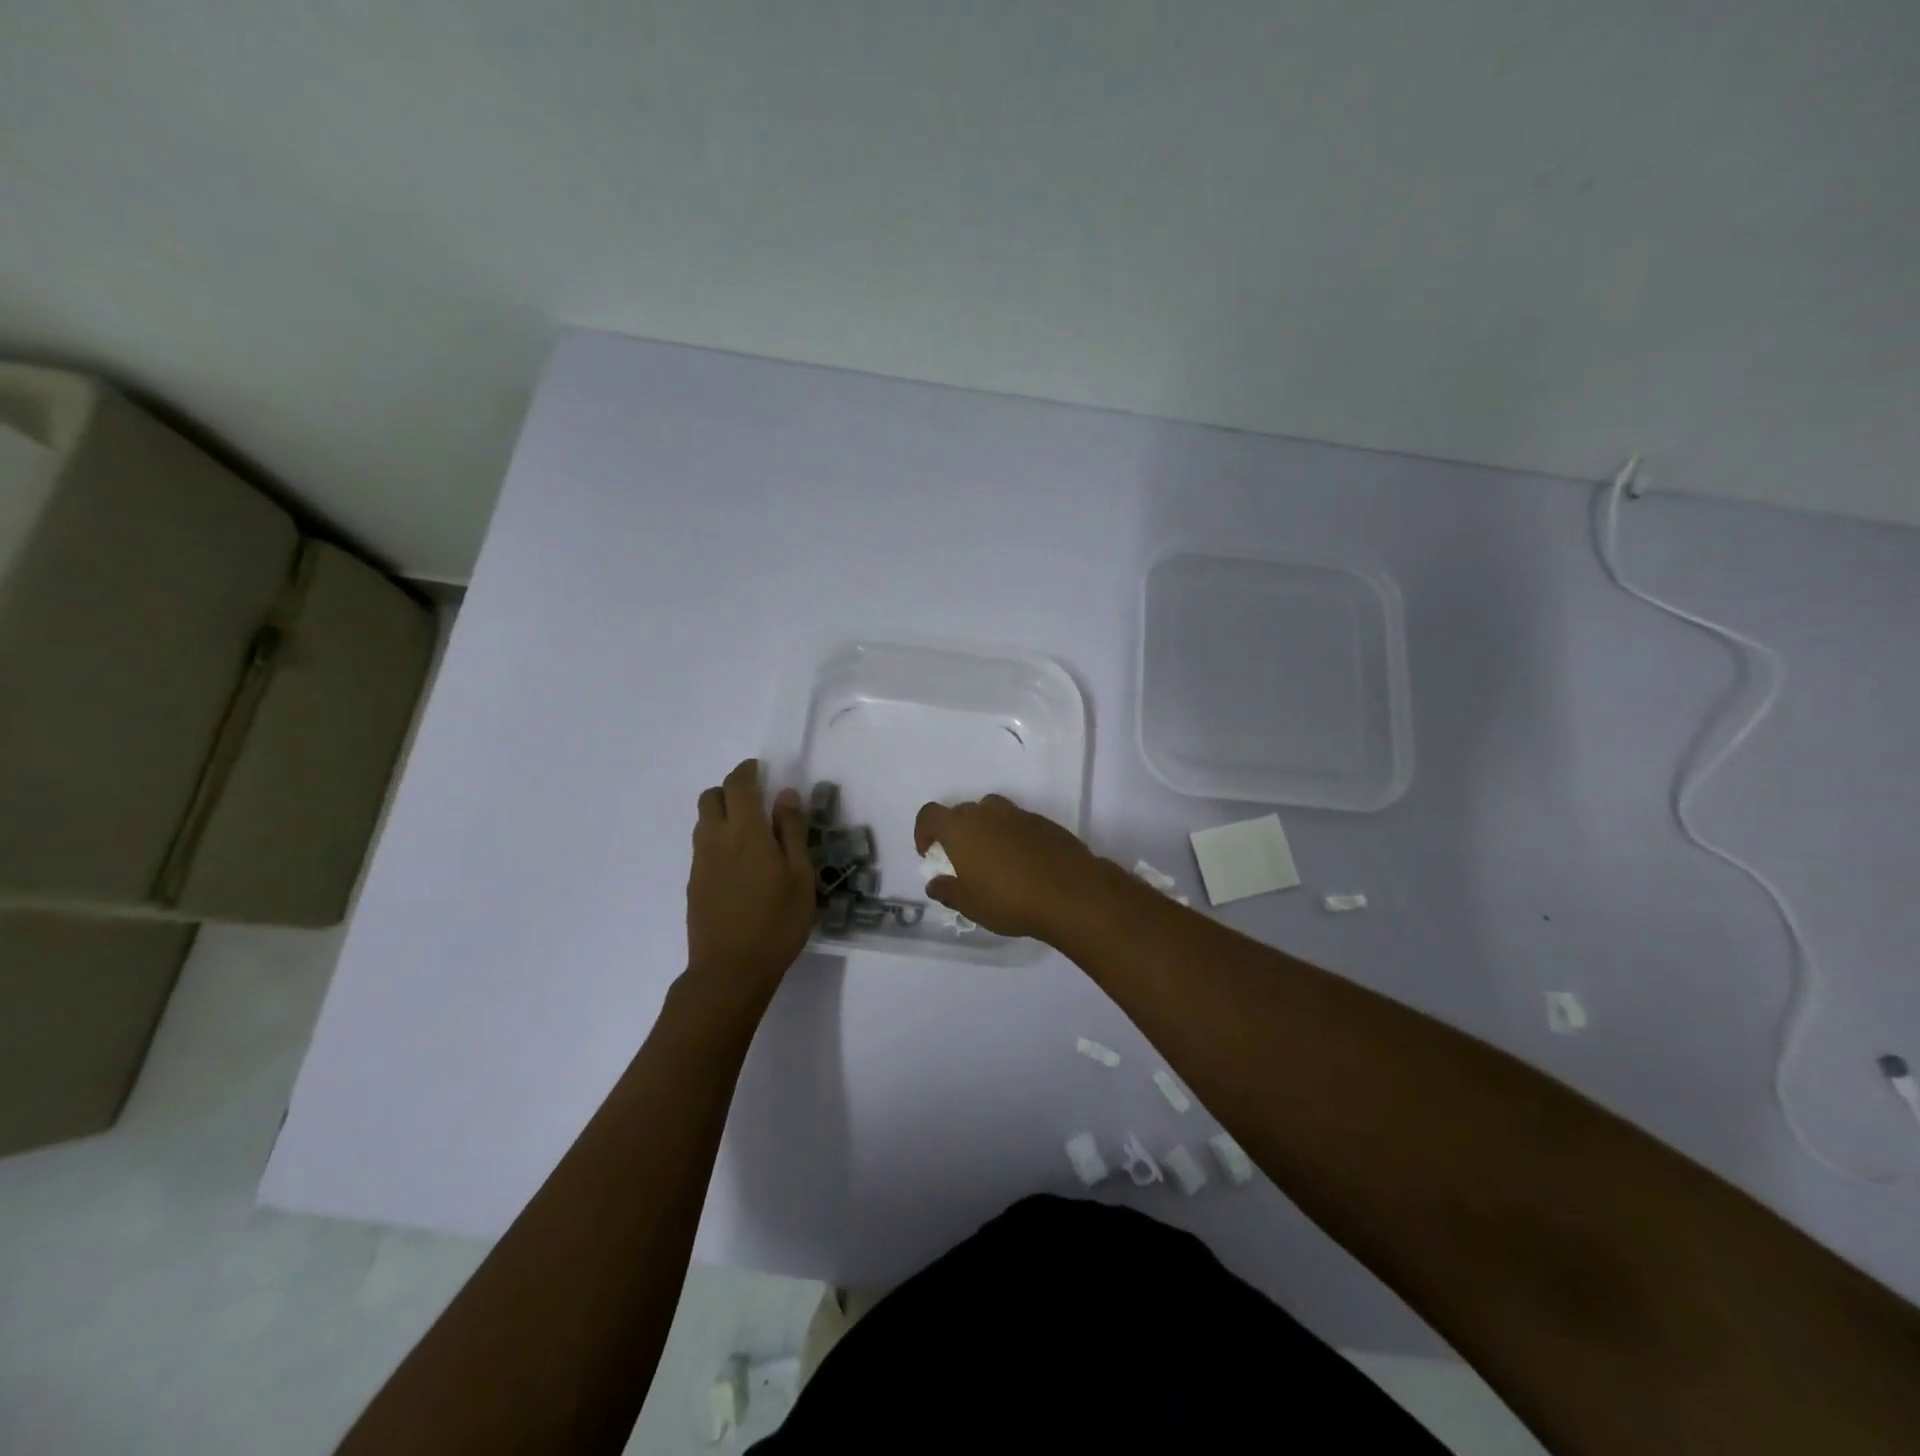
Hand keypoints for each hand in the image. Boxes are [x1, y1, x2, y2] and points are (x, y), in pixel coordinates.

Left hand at [687, 760, 815, 998]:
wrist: (730, 971)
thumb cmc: (776, 922)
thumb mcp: (800, 875)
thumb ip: (792, 831)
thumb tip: (785, 795)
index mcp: (745, 831)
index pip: (738, 784)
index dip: (749, 770)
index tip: (763, 770)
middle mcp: (716, 839)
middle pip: (711, 797)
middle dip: (731, 790)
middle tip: (757, 802)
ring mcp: (700, 862)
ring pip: (704, 822)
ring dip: (723, 815)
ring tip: (751, 835)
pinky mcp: (694, 884)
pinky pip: (703, 847)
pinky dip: (718, 840)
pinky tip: (740, 866)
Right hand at [912, 793, 1113, 941]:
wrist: (1070, 893)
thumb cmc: (1009, 900)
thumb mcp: (970, 904)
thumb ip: (947, 891)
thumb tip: (935, 884)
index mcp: (961, 828)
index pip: (930, 815)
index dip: (923, 832)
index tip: (930, 854)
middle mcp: (987, 813)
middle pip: (961, 812)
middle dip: (956, 831)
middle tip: (962, 860)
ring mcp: (1018, 814)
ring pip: (992, 812)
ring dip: (986, 829)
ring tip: (993, 858)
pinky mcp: (1044, 822)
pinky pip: (1018, 822)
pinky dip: (1012, 835)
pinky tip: (1023, 863)